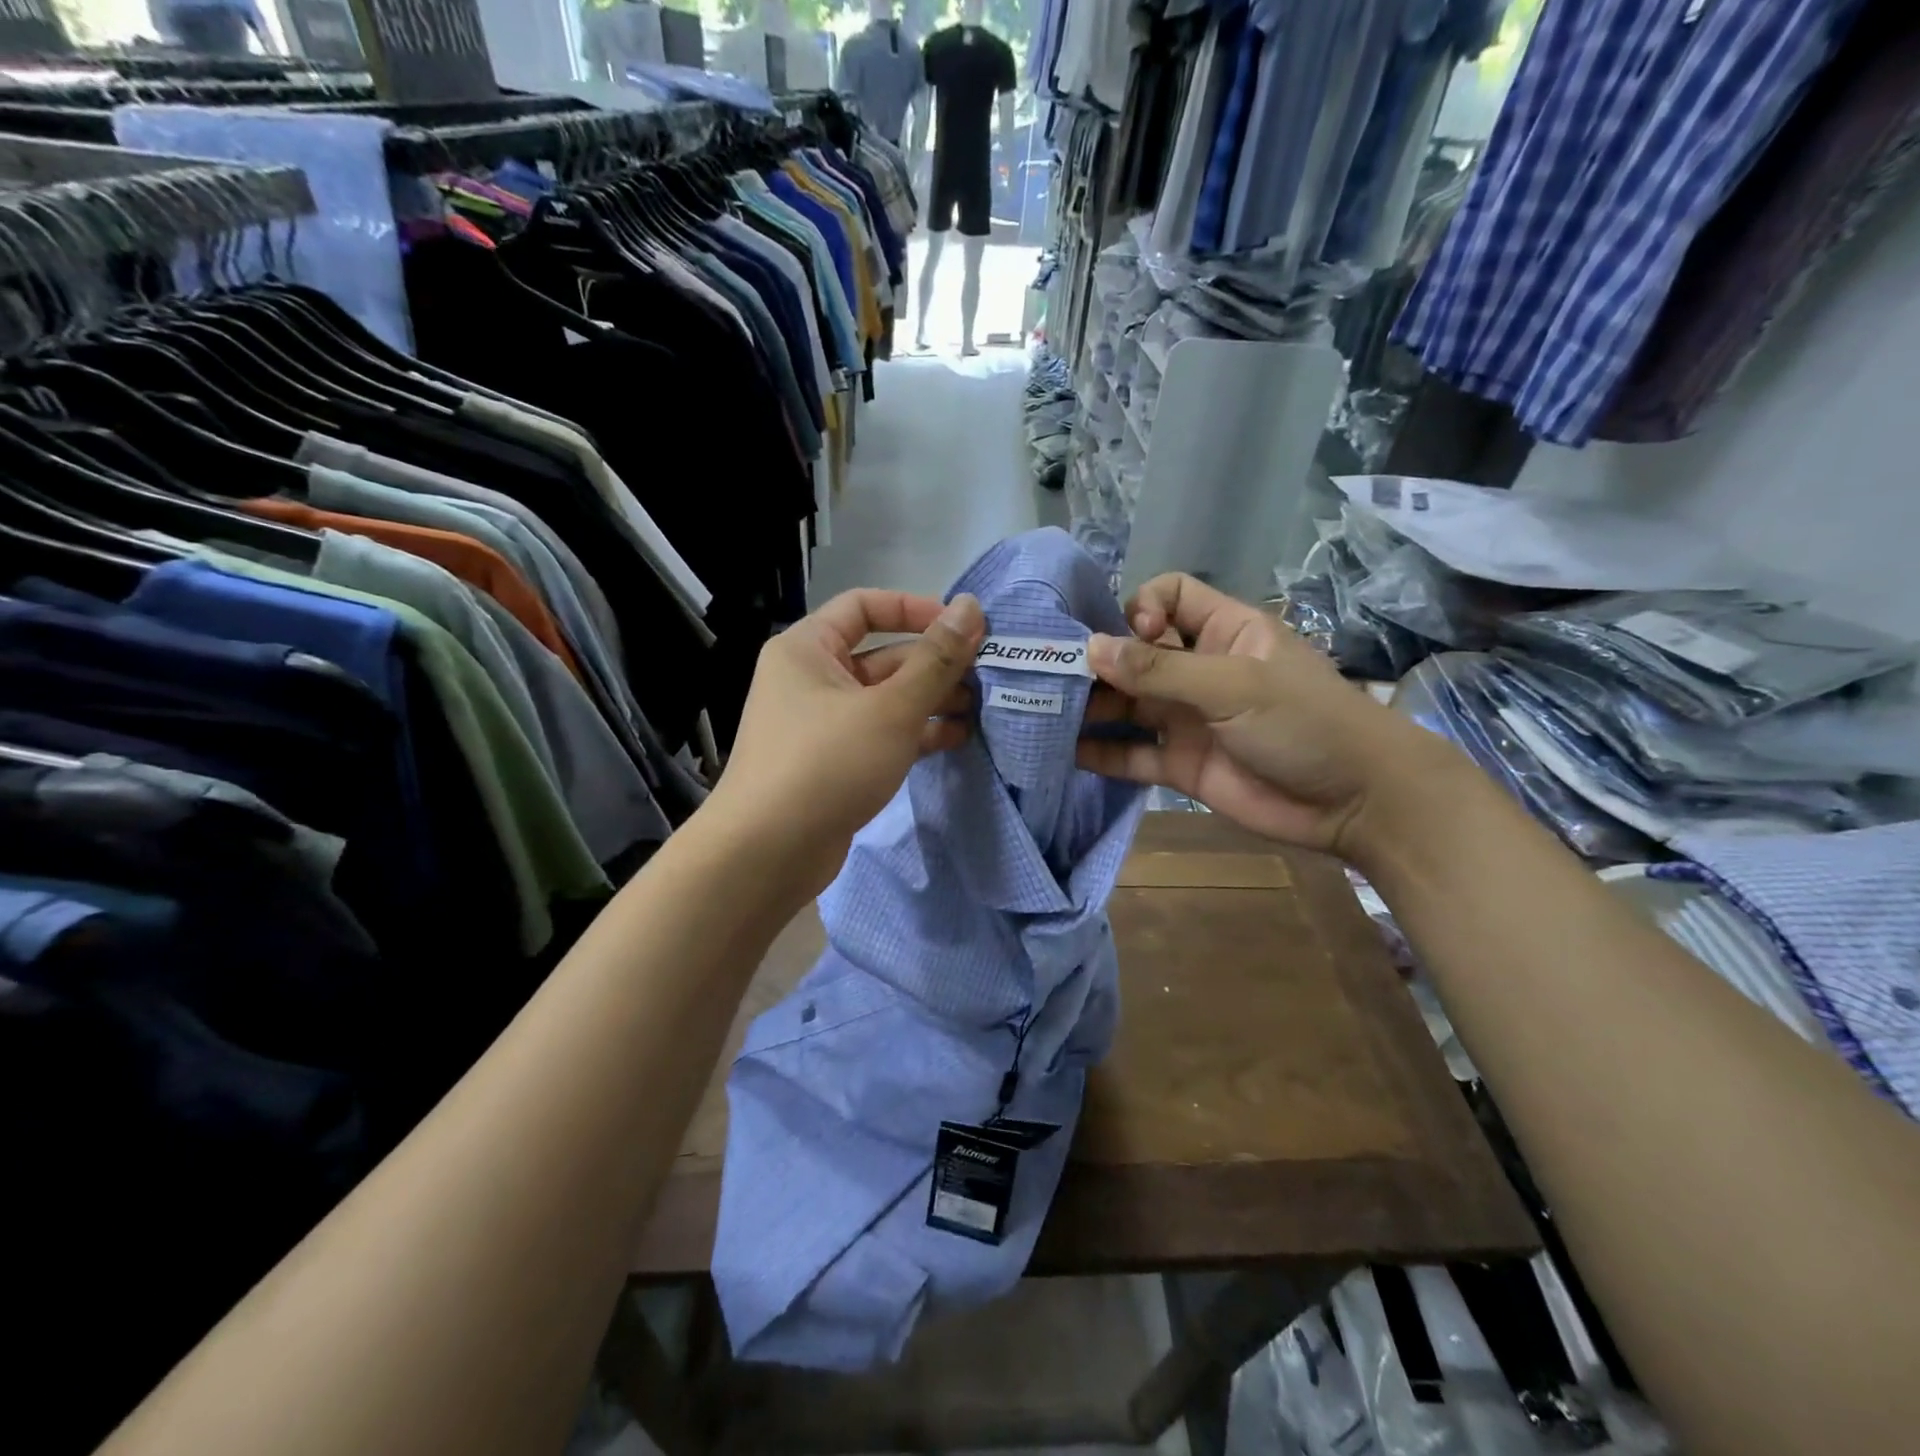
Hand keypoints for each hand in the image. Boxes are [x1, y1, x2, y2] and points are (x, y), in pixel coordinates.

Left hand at [709, 589, 985, 896]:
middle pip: (882, 656)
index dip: (915, 609)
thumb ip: (936, 659)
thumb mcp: (891, 708)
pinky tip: (955, 739)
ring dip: (930, 701)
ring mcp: (822, 724)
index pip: (864, 606)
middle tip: (985, 676)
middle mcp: (811, 679)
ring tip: (978, 710)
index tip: (962, 627)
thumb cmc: (827, 764)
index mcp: (808, 648)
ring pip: (885, 699)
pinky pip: (880, 734)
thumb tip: (971, 606)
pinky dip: (914, 733)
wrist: (768, 854)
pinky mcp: (834, 763)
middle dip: (933, 665)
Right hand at [1077, 574, 1455, 859]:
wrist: (1355, 802)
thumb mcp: (1234, 685)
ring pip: (1129, 705)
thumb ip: (1161, 670)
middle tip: (1057, 678)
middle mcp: (1199, 670)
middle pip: (1136, 654)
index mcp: (1224, 631)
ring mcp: (1188, 719)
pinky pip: (1134, 754)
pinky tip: (1068, 753)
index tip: (1131, 637)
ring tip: (1048, 713)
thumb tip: (1091, 649)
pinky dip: (1104, 754)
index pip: (1169, 596)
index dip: (1140, 608)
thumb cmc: (1304, 722)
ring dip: (1092, 708)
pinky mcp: (1182, 764)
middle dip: (1099, 663)